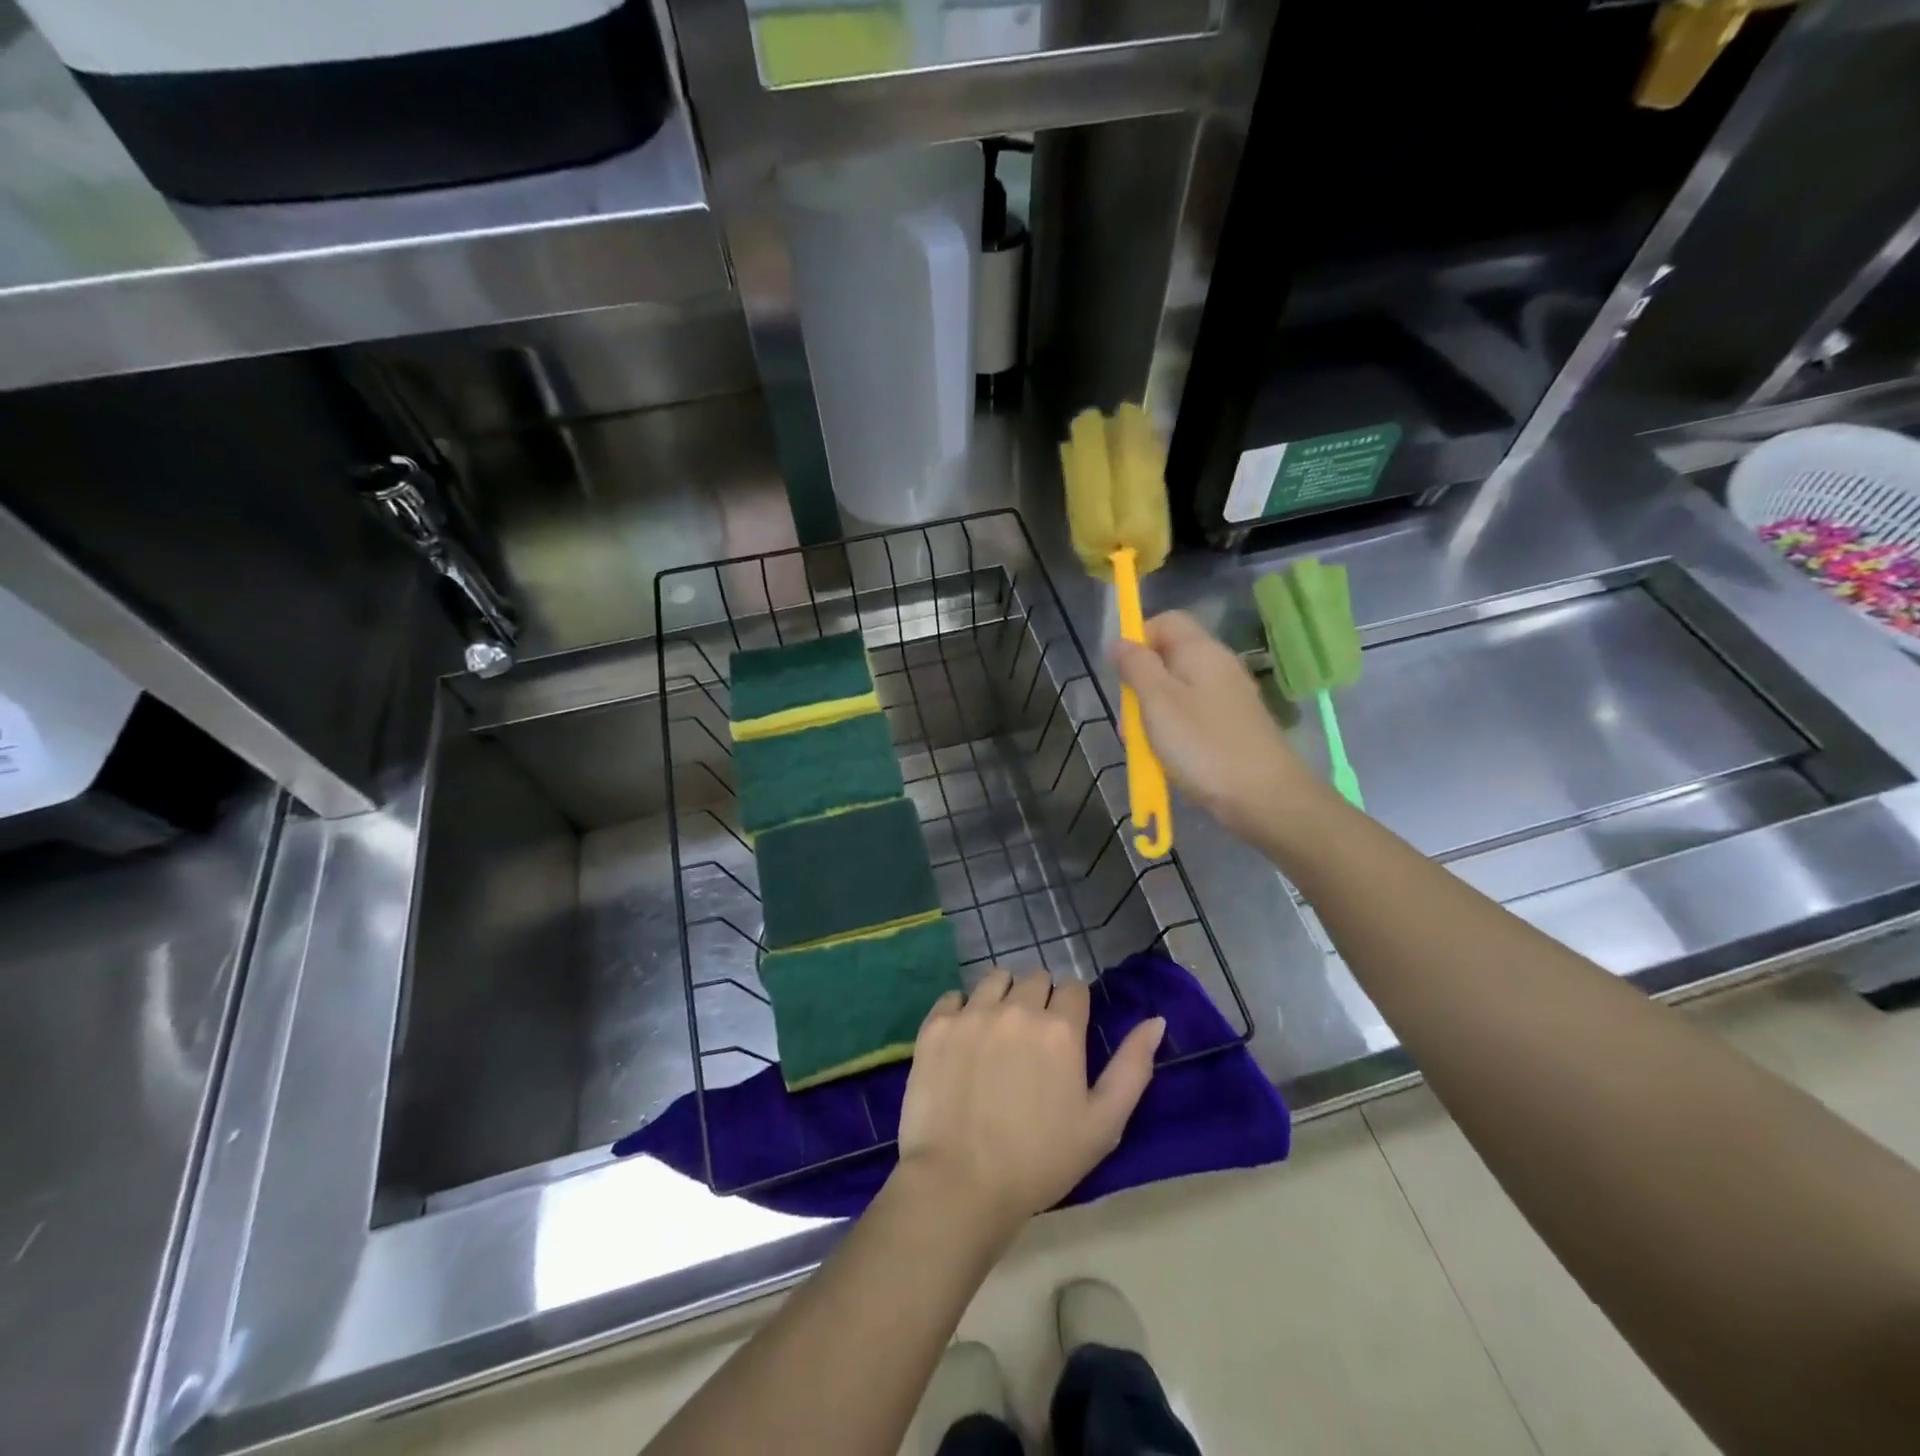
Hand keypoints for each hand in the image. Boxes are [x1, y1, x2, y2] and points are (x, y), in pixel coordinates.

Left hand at [896, 969, 1163, 1238]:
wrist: (960, 1184)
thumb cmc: (1040, 1161)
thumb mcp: (1103, 1124)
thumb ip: (1132, 1067)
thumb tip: (1155, 1020)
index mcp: (1060, 1029)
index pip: (1073, 987)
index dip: (1073, 1008)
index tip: (1065, 1036)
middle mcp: (1017, 1008)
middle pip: (1034, 978)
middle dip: (1039, 1000)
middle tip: (1032, 1041)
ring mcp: (972, 1013)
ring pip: (994, 979)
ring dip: (1002, 997)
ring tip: (998, 1034)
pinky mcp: (936, 1025)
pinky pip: (954, 997)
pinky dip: (962, 1011)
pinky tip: (963, 1042)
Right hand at [1111, 610, 1321, 839]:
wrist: (1265, 797)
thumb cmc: (1203, 744)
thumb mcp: (1157, 701)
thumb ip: (1136, 666)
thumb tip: (1120, 641)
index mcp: (1201, 651)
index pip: (1165, 621)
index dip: (1137, 640)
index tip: (1121, 675)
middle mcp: (1218, 666)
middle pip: (1168, 659)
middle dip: (1141, 686)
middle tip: (1130, 721)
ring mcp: (1229, 698)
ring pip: (1177, 692)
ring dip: (1153, 716)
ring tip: (1147, 748)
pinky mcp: (1233, 726)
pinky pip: (1192, 717)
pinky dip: (1174, 733)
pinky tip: (1169, 759)